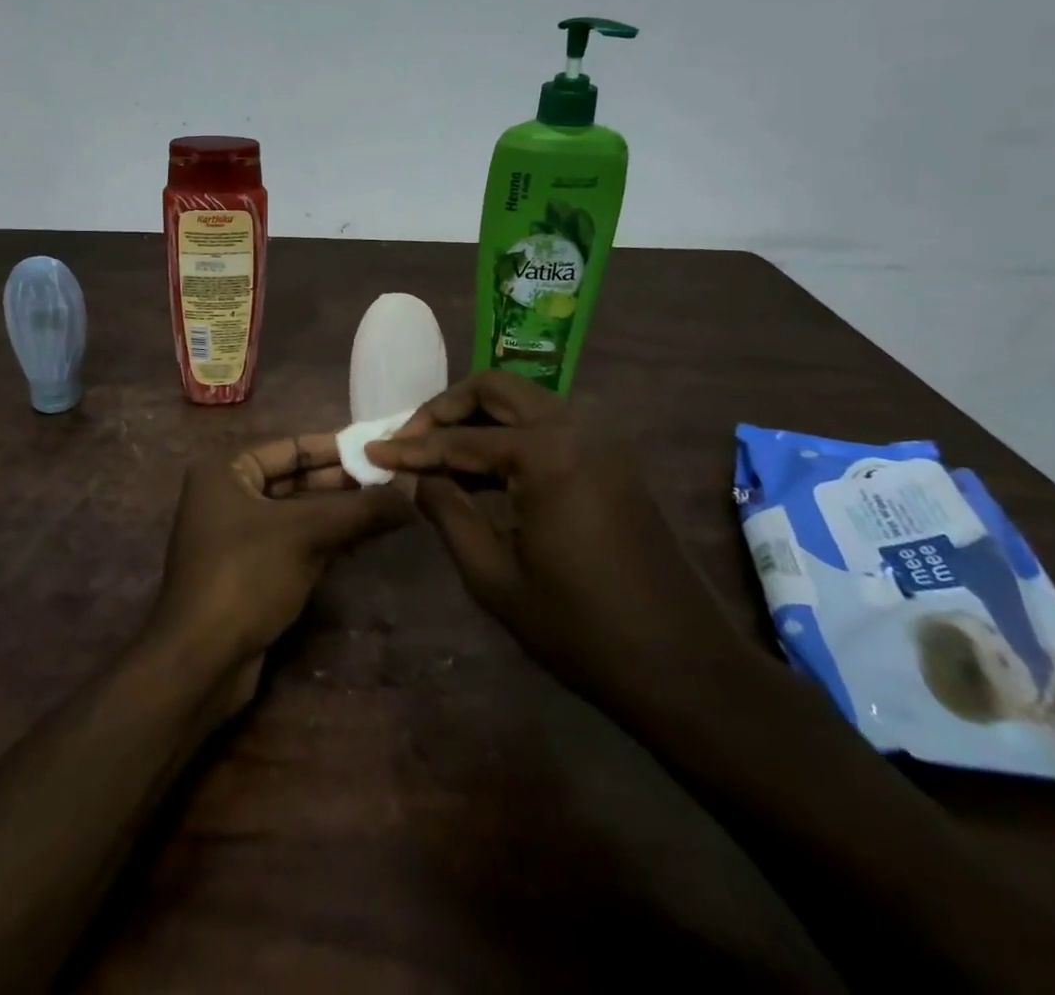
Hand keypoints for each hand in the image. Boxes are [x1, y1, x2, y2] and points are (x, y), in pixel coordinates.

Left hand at [145, 434, 410, 700]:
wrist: (201, 661)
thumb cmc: (246, 576)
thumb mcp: (306, 534)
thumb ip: (359, 510)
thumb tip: (411, 494)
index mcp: (226, 470)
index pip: (291, 447)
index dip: (337, 449)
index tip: (380, 451)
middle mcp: (228, 495)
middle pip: (295, 479)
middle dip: (343, 483)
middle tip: (393, 484)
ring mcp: (237, 535)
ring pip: (298, 513)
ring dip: (340, 512)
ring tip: (390, 509)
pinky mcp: (250, 570)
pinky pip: (294, 541)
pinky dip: (327, 538)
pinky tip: (365, 539)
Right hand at [364, 371, 740, 705]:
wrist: (682, 666)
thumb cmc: (579, 628)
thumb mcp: (494, 576)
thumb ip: (448, 511)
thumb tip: (417, 476)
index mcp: (547, 453)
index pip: (460, 439)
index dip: (411, 447)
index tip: (372, 450)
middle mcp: (577, 427)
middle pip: (496, 389)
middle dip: (446, 408)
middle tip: (410, 439)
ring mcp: (602, 440)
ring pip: (524, 402)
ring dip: (478, 417)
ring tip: (439, 454)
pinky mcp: (613, 459)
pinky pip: (549, 426)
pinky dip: (511, 435)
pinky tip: (484, 469)